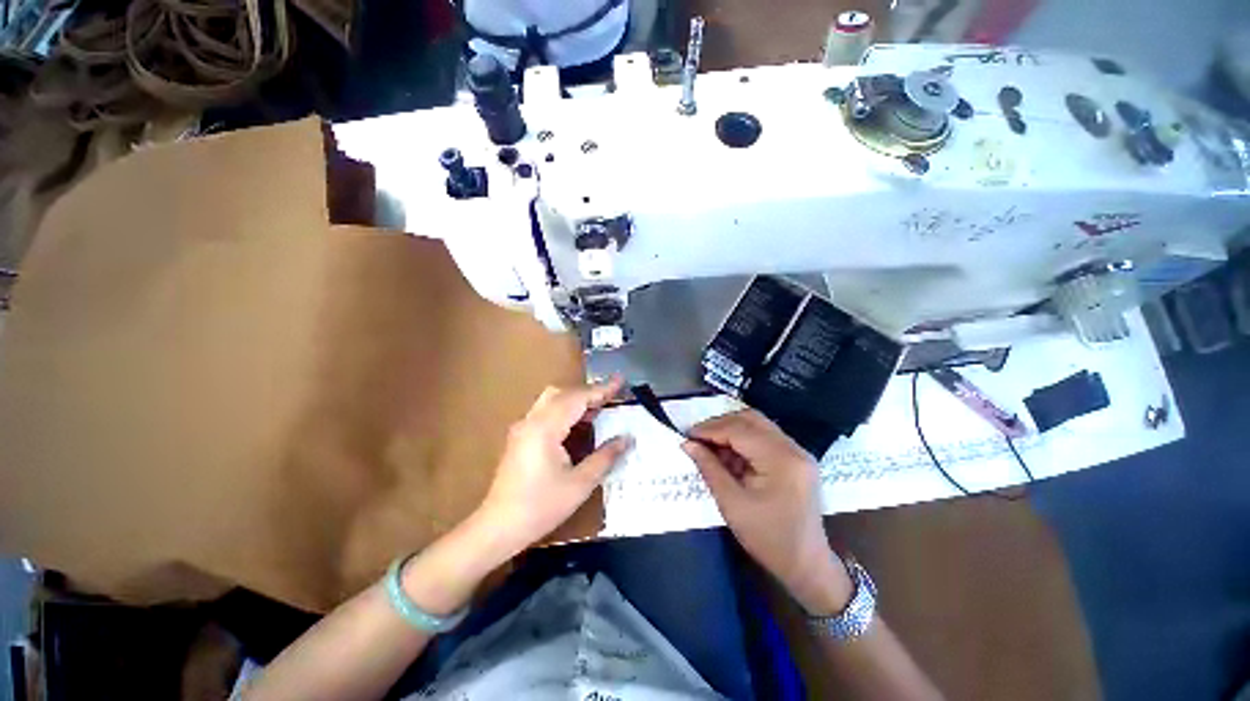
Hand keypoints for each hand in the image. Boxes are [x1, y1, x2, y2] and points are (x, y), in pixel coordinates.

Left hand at [477, 377, 631, 552]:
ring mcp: (523, 427)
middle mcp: (531, 420)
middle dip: (588, 392)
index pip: (577, 398)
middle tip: (611, 398)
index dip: (601, 389)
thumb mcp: (580, 484)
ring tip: (599, 409)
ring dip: (576, 400)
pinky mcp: (520, 436)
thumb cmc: (540, 507)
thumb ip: (605, 457)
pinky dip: (564, 410)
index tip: (621, 381)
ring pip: (552, 400)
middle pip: (562, 393)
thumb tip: (628, 439)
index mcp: (545, 428)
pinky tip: (578, 424)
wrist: (498, 527)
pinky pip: (545, 412)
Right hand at [683, 410, 851, 614]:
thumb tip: (688, 444)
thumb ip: (709, 468)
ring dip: (731, 431)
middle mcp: (793, 448)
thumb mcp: (732, 504)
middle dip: (720, 424)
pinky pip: (765, 438)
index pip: (739, 429)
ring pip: (757, 425)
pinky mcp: (796, 459)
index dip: (710, 429)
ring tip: (710, 447)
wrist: (807, 566)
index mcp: (780, 459)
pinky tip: (729, 456)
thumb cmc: (768, 538)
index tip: (687, 434)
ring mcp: (797, 452)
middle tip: (698, 437)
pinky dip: (743, 441)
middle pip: (751, 419)